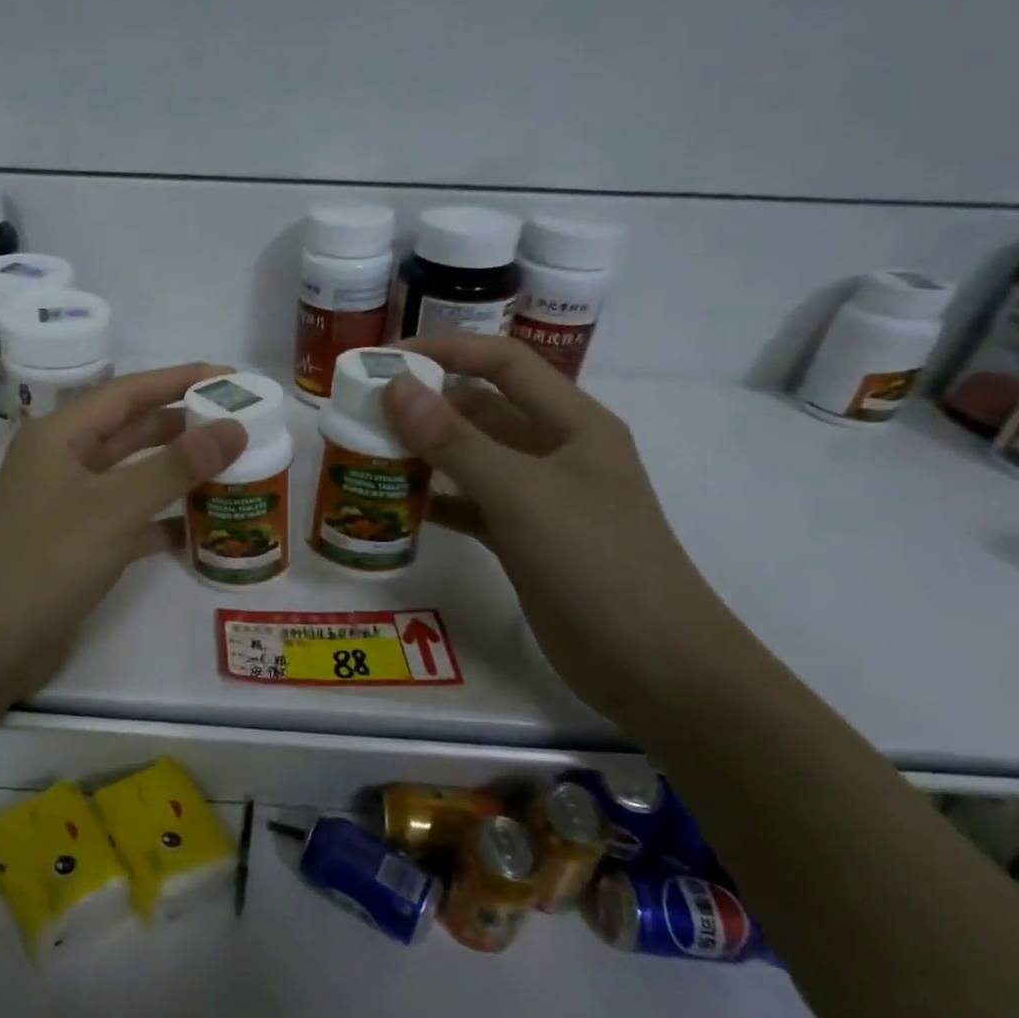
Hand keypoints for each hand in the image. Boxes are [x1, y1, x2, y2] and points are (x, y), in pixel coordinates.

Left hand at [0, 364, 247, 697]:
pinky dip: (164, 519)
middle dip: (184, 425)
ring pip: (134, 475)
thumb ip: (175, 466)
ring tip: (233, 466)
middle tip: (240, 422)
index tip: (230, 378)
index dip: (180, 380)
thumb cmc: (47, 560)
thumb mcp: (114, 507)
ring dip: (178, 472)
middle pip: (133, 430)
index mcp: (59, 436)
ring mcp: (71, 504)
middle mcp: (64, 462)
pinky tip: (202, 525)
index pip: (128, 392)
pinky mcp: (81, 544)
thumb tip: (234, 428)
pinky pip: (131, 519)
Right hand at [380, 335, 742, 717]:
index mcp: (572, 423)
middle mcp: (556, 452)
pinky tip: (399, 507)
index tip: (386, 360)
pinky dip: (439, 502)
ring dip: (427, 455)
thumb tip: (395, 387)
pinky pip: (472, 506)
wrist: (653, 666)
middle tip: (365, 413)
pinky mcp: (526, 540)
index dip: (447, 351)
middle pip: (484, 410)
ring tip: (370, 454)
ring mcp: (541, 499)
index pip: (504, 363)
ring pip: (473, 460)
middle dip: (427, 406)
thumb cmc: (595, 563)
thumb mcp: (521, 495)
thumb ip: (455, 441)